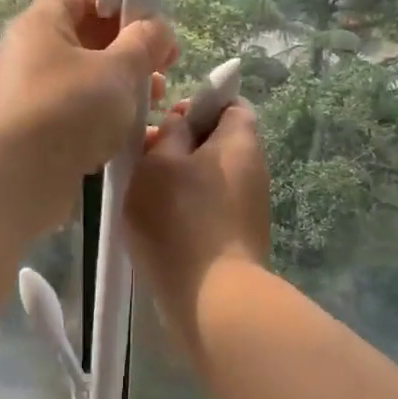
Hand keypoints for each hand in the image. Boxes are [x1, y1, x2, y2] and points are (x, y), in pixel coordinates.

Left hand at [0, 0, 176, 232]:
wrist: (18, 179)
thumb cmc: (70, 110)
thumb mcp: (118, 71)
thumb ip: (144, 43)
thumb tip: (157, 28)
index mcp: (40, 24)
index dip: (118, 0)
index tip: (150, 24)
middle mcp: (27, 53)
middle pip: (84, 37)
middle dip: (129, 50)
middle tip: (163, 69)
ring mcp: (26, 94)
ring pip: (82, 78)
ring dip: (121, 86)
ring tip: (154, 104)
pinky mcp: (31, 131)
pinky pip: (72, 111)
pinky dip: (101, 116)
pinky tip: (128, 134)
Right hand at [126, 101, 270, 337]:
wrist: (213, 296)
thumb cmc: (181, 219)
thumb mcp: (159, 163)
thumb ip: (168, 133)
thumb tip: (181, 123)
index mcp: (240, 140)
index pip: (229, 102)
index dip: (197, 104)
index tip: (166, 121)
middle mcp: (253, 168)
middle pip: (217, 140)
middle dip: (180, 144)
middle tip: (144, 159)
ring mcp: (249, 205)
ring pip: (209, 176)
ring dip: (178, 179)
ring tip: (145, 194)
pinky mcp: (238, 236)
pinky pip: (210, 206)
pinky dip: (186, 207)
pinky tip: (160, 224)